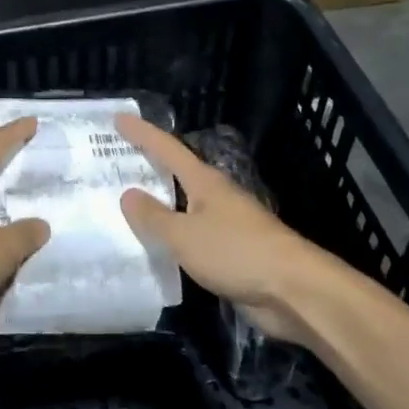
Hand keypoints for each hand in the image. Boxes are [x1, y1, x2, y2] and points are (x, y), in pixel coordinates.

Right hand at [115, 114, 337, 345]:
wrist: (293, 291)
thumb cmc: (236, 252)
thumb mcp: (185, 235)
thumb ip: (153, 217)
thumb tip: (128, 194)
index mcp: (205, 182)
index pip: (167, 149)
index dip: (142, 133)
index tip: (120, 118)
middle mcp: (215, 197)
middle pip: (177, 174)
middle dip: (149, 166)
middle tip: (115, 162)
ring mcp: (226, 224)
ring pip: (184, 207)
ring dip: (159, 204)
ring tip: (126, 206)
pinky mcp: (232, 253)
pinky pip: (192, 237)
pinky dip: (172, 236)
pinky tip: (155, 247)